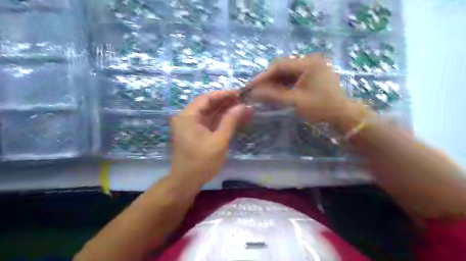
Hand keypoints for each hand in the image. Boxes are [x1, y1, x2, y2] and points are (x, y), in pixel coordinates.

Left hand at [171, 90, 251, 186]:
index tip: (238, 93)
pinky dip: (218, 120)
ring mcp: (188, 126)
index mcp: (188, 116)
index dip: (223, 94)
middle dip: (224, 102)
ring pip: (207, 113)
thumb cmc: (202, 161)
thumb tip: (243, 106)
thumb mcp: (219, 140)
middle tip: (241, 100)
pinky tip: (231, 118)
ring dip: (222, 111)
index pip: (206, 98)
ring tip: (239, 107)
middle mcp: (185, 118)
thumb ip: (231, 121)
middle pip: (206, 105)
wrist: (186, 181)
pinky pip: (206, 122)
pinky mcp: (192, 133)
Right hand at [252, 53, 352, 125]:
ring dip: (275, 82)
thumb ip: (273, 95)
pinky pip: (294, 77)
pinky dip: (284, 85)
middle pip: (283, 68)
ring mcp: (313, 67)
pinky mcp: (313, 75)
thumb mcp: (295, 102)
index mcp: (308, 63)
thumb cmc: (321, 108)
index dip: (263, 76)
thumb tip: (254, 92)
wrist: (343, 116)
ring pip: (288, 73)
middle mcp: (310, 61)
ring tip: (263, 92)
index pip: (279, 66)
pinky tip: (276, 92)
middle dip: (268, 79)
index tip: (251, 86)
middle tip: (256, 90)